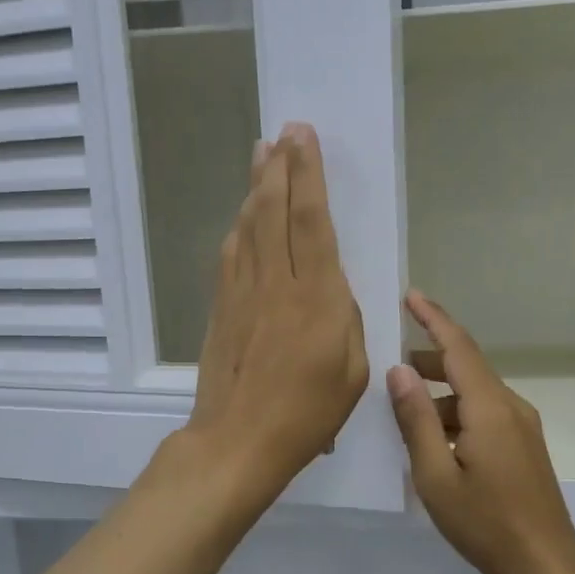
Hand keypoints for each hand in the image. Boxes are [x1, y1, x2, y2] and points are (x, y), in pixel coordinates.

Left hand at [180, 123, 367, 495]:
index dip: (307, 174)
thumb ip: (345, 318)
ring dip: (256, 187)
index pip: (310, 220)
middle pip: (274, 211)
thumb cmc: (307, 414)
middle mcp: (276, 283)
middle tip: (283, 132)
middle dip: (280, 166)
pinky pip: (231, 254)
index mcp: (317, 298)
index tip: (303, 138)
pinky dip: (240, 226)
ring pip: (249, 226)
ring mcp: (242, 293)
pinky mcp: (222, 308)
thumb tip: (330, 289)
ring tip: (261, 155)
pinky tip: (244, 215)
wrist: (237, 440)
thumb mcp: (352, 371)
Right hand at [386, 292, 574, 573]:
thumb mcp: (435, 474)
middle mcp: (510, 406)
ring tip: (405, 413)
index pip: (458, 347)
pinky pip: (485, 413)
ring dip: (440, 394)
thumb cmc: (484, 523)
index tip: (410, 296)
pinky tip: (435, 440)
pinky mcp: (524, 445)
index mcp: (489, 406)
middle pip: (467, 367)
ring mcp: (522, 426)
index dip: (433, 319)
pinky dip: (456, 414)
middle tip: (390, 371)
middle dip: (429, 361)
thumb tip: (399, 372)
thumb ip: (416, 419)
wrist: (545, 564)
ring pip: (475, 393)